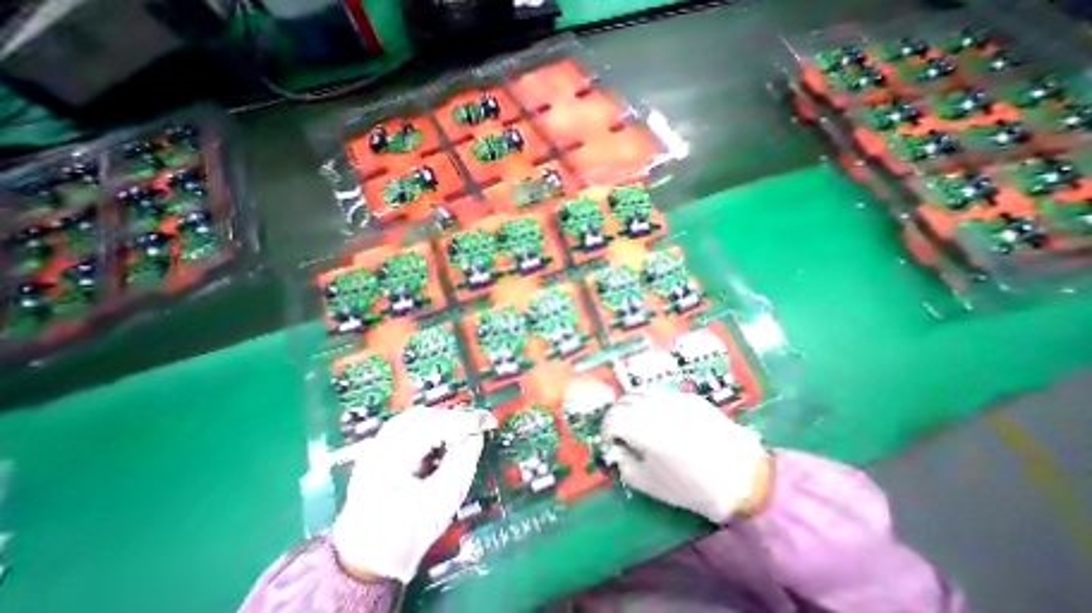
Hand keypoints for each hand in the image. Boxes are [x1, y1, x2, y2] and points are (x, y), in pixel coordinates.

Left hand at [330, 410, 488, 580]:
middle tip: (476, 429)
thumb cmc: (404, 537)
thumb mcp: (442, 503)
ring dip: (445, 423)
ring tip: (462, 435)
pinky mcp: (382, 448)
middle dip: (454, 420)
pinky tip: (444, 441)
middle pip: (425, 417)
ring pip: (419, 417)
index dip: (465, 422)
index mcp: (390, 462)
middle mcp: (378, 447)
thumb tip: (476, 435)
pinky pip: (413, 426)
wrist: (367, 563)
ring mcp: (377, 445)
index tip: (488, 422)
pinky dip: (434, 428)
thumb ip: (462, 463)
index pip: (433, 428)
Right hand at [606, 390, 765, 524]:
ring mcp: (670, 397)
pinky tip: (665, 420)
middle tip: (624, 433)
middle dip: (618, 416)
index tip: (613, 442)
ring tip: (642, 423)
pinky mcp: (687, 396)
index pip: (611, 418)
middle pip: (623, 402)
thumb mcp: (647, 483)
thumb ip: (624, 464)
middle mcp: (651, 405)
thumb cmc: (689, 484)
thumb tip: (619, 450)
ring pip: (641, 393)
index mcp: (638, 425)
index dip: (607, 431)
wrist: (740, 475)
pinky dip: (654, 404)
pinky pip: (662, 395)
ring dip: (634, 407)